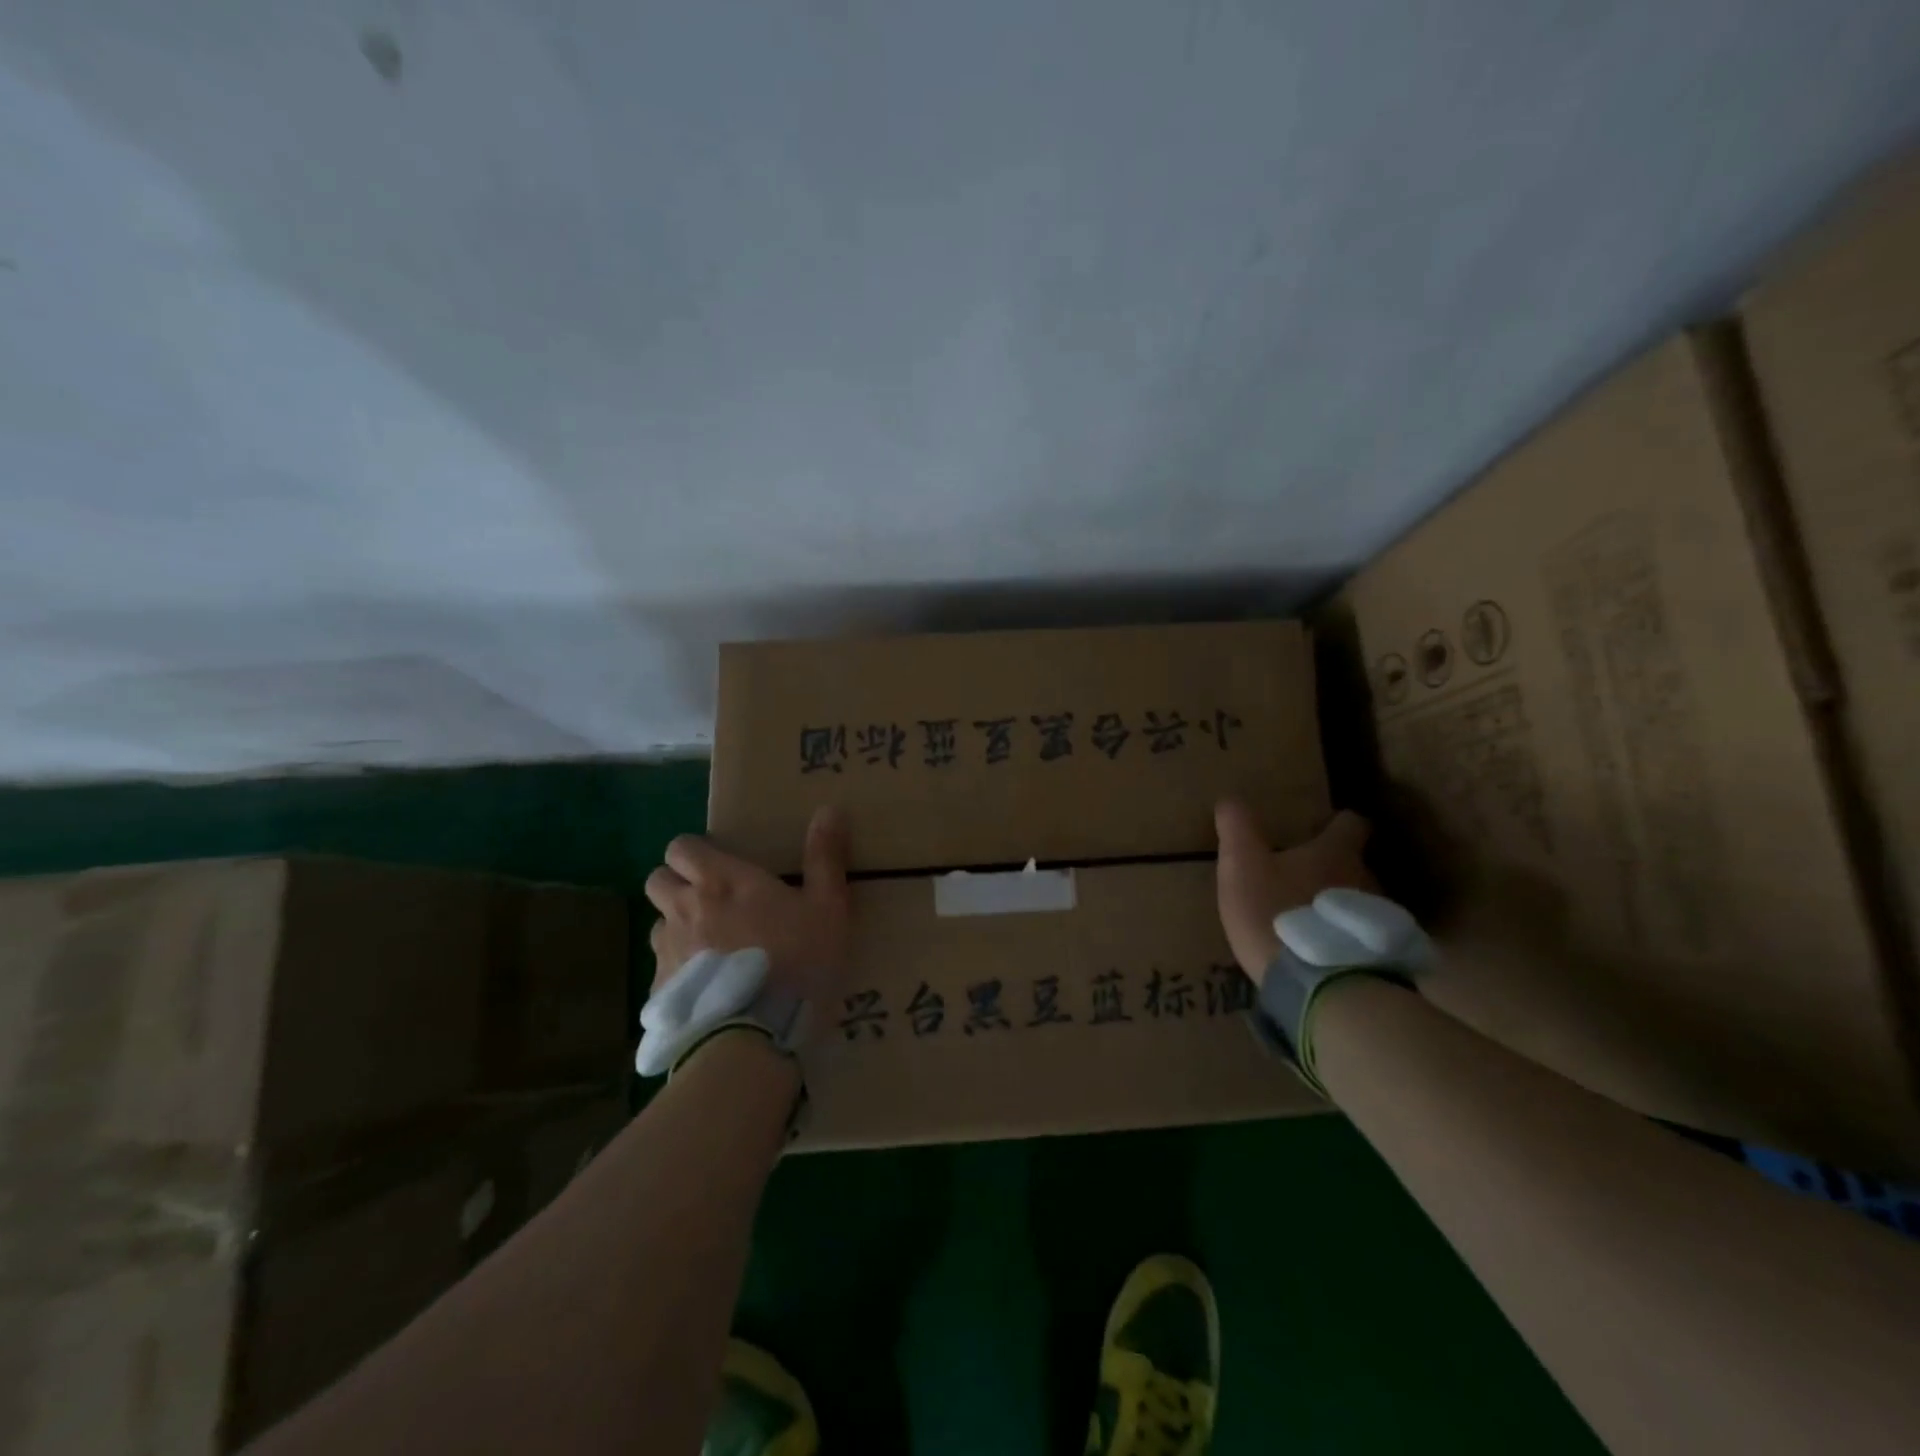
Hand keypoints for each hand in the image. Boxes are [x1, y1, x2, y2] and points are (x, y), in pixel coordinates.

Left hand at [644, 807, 851, 1005]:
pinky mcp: (661, 992)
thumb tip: (829, 809)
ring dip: (676, 928)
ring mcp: (667, 951)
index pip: (681, 847)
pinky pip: (661, 971)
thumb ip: (825, 858)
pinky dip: (678, 973)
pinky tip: (707, 991)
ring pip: (657, 925)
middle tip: (710, 901)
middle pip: (657, 880)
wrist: (757, 1035)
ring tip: (709, 949)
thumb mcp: (827, 907)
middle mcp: (684, 908)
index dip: (694, 852)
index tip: (717, 865)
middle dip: (676, 883)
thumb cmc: (797, 961)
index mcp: (721, 881)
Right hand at [1215, 800, 1374, 983]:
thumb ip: (1237, 829)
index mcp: (1335, 852)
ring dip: (1339, 905)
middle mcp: (1366, 879)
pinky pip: (1362, 937)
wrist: (1321, 985)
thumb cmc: (1277, 913)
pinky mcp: (1381, 956)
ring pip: (1360, 901)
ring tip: (1311, 919)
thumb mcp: (1242, 866)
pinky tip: (1323, 952)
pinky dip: (1346, 937)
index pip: (1351, 823)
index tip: (1322, 826)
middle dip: (1333, 867)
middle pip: (1356, 863)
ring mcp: (1378, 920)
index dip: (1338, 822)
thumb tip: (1230, 799)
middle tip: (1303, 877)